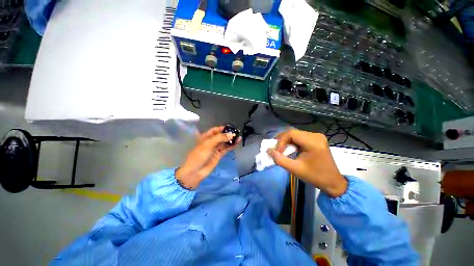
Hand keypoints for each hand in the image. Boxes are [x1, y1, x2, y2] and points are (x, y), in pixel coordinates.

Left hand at [176, 126, 240, 189]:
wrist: (195, 171)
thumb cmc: (199, 155)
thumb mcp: (208, 144)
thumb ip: (220, 138)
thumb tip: (231, 134)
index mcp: (205, 137)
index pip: (214, 130)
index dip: (222, 128)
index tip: (230, 127)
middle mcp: (211, 142)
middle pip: (221, 136)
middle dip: (228, 134)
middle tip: (237, 132)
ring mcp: (215, 149)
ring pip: (224, 142)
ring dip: (231, 140)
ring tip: (239, 137)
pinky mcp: (219, 155)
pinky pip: (226, 149)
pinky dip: (231, 146)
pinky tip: (237, 143)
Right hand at [267, 129, 346, 196]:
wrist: (333, 182)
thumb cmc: (315, 176)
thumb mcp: (295, 169)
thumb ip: (280, 160)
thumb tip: (268, 151)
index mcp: (313, 142)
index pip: (291, 134)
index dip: (281, 142)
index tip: (277, 152)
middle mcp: (315, 136)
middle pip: (293, 132)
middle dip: (282, 140)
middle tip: (275, 149)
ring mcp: (317, 137)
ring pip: (295, 134)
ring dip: (286, 141)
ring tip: (280, 150)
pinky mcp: (316, 139)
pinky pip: (299, 137)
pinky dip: (291, 142)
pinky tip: (289, 149)